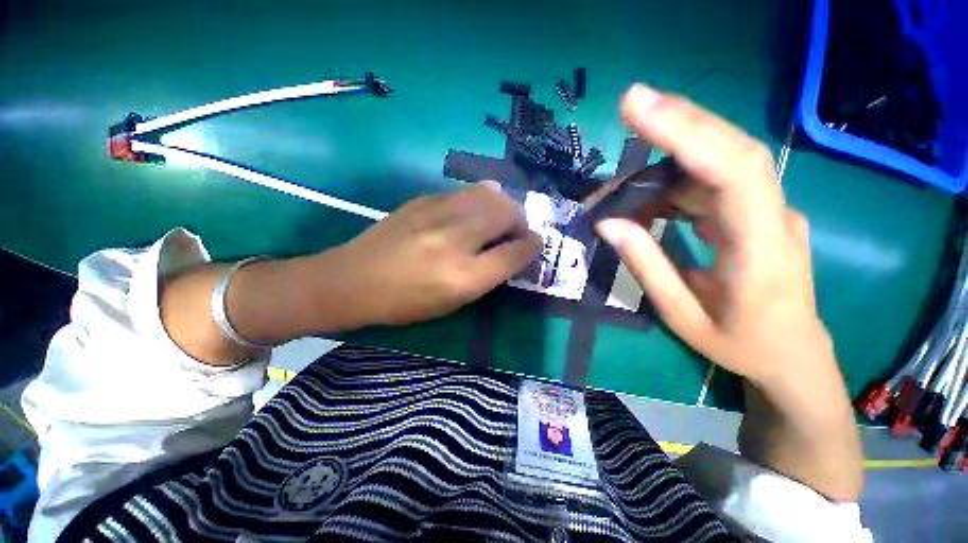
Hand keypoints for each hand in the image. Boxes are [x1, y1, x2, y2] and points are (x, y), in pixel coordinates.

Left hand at [332, 182, 541, 326]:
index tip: (536, 244)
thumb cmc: (405, 303)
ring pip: (488, 193)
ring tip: (495, 218)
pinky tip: (468, 212)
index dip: (533, 246)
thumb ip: (487, 276)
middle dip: (520, 220)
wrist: (353, 280)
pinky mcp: (422, 200)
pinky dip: (476, 200)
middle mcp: (456, 240)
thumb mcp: (453, 302)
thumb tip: (511, 251)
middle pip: (507, 212)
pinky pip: (463, 192)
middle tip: (515, 230)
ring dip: (501, 204)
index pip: (515, 253)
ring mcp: (437, 214)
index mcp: (464, 276)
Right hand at [596, 85, 834, 387]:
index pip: (733, 171)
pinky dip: (673, 185)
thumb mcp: (682, 315)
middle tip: (631, 105)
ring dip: (665, 165)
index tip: (641, 109)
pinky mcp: (756, 213)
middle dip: (680, 122)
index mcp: (760, 249)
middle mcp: (774, 216)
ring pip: (718, 164)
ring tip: (619, 191)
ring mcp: (768, 211)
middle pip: (731, 149)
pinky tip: (646, 202)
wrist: (794, 357)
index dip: (688, 133)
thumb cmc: (741, 345)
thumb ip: (647, 266)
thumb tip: (608, 223)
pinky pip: (712, 185)